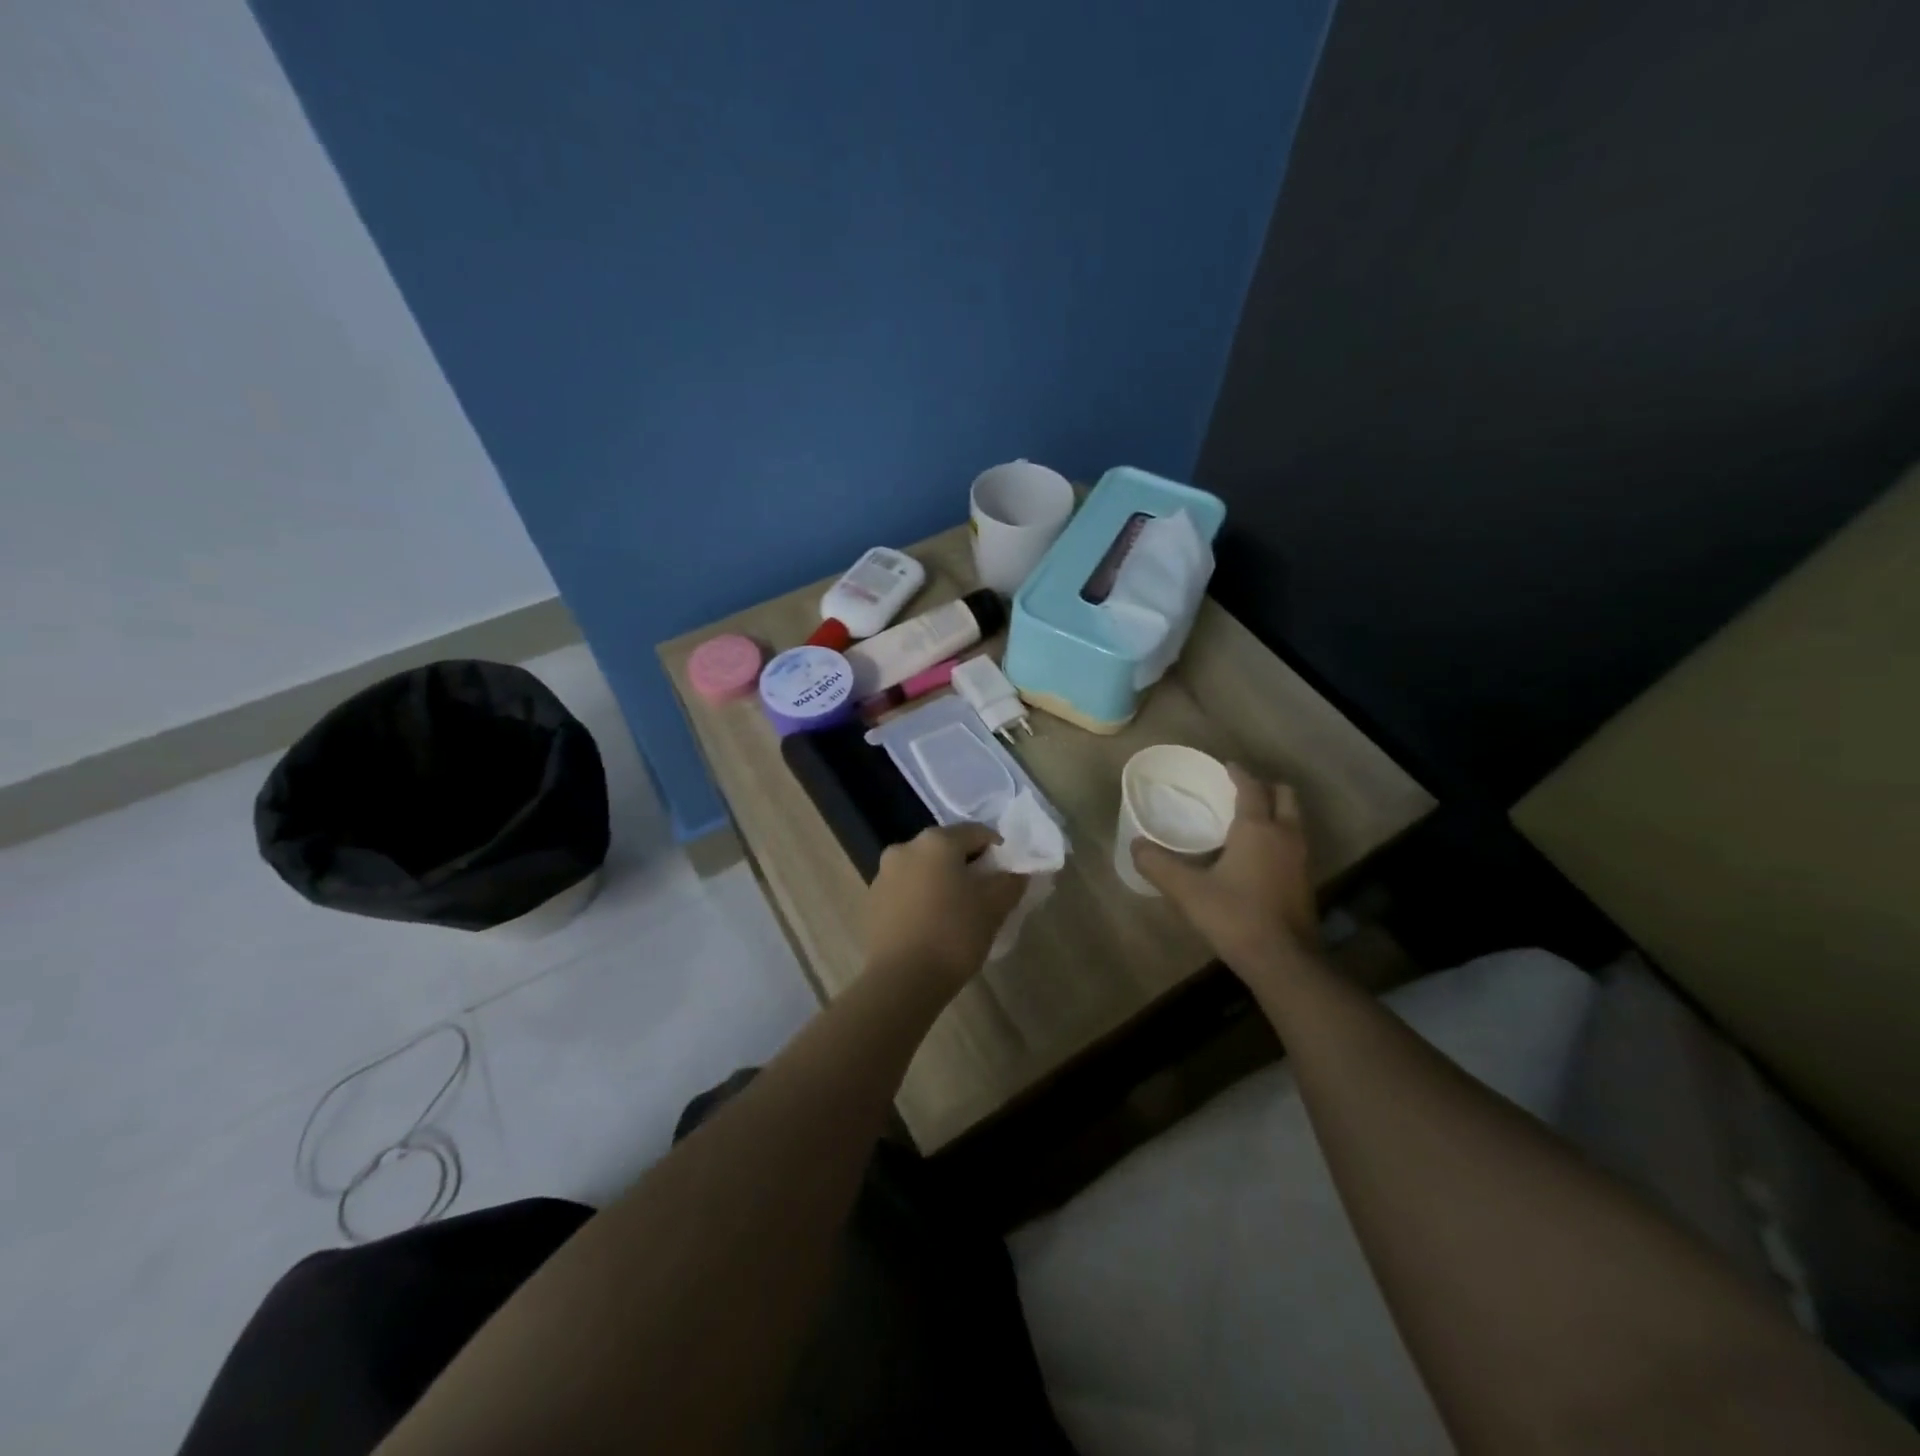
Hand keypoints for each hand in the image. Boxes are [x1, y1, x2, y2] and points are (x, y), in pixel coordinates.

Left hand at [865, 823, 1024, 990]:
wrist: (902, 981)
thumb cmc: (954, 935)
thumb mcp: (995, 907)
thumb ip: (1010, 881)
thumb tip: (1016, 871)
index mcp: (936, 841)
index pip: (978, 833)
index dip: (998, 851)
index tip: (1007, 877)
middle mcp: (905, 847)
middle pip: (947, 849)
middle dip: (968, 867)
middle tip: (985, 896)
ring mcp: (883, 874)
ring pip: (924, 870)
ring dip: (942, 882)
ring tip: (957, 914)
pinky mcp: (872, 900)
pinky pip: (906, 890)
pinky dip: (922, 899)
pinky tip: (932, 926)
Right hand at [1131, 765, 1316, 978]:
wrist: (1284, 961)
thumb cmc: (1235, 916)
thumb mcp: (1187, 891)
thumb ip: (1159, 865)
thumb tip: (1135, 845)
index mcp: (1257, 828)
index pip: (1251, 788)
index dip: (1238, 774)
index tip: (1225, 767)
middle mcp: (1285, 836)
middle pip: (1284, 796)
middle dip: (1265, 787)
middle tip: (1240, 791)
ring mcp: (1301, 859)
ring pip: (1293, 820)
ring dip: (1275, 812)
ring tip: (1247, 820)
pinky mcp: (1305, 882)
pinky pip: (1294, 843)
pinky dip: (1279, 836)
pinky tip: (1257, 855)